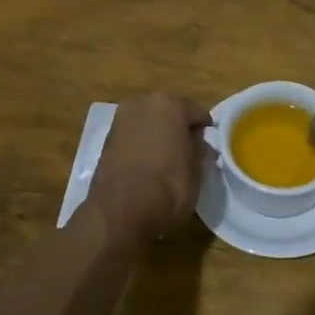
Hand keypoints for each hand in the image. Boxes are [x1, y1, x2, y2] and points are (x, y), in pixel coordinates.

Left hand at [85, 92, 212, 240]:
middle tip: (187, 152)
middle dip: (178, 129)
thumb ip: (199, 150)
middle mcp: (143, 103)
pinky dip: (140, 145)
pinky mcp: (106, 139)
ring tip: (166, 160)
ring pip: (148, 123)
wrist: (121, 210)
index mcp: (170, 104)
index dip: (205, 131)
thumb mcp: (197, 170)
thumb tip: (199, 145)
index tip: (208, 147)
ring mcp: (121, 119)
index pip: (197, 113)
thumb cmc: (169, 186)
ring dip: (157, 136)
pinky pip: (132, 137)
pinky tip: (147, 165)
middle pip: (168, 113)